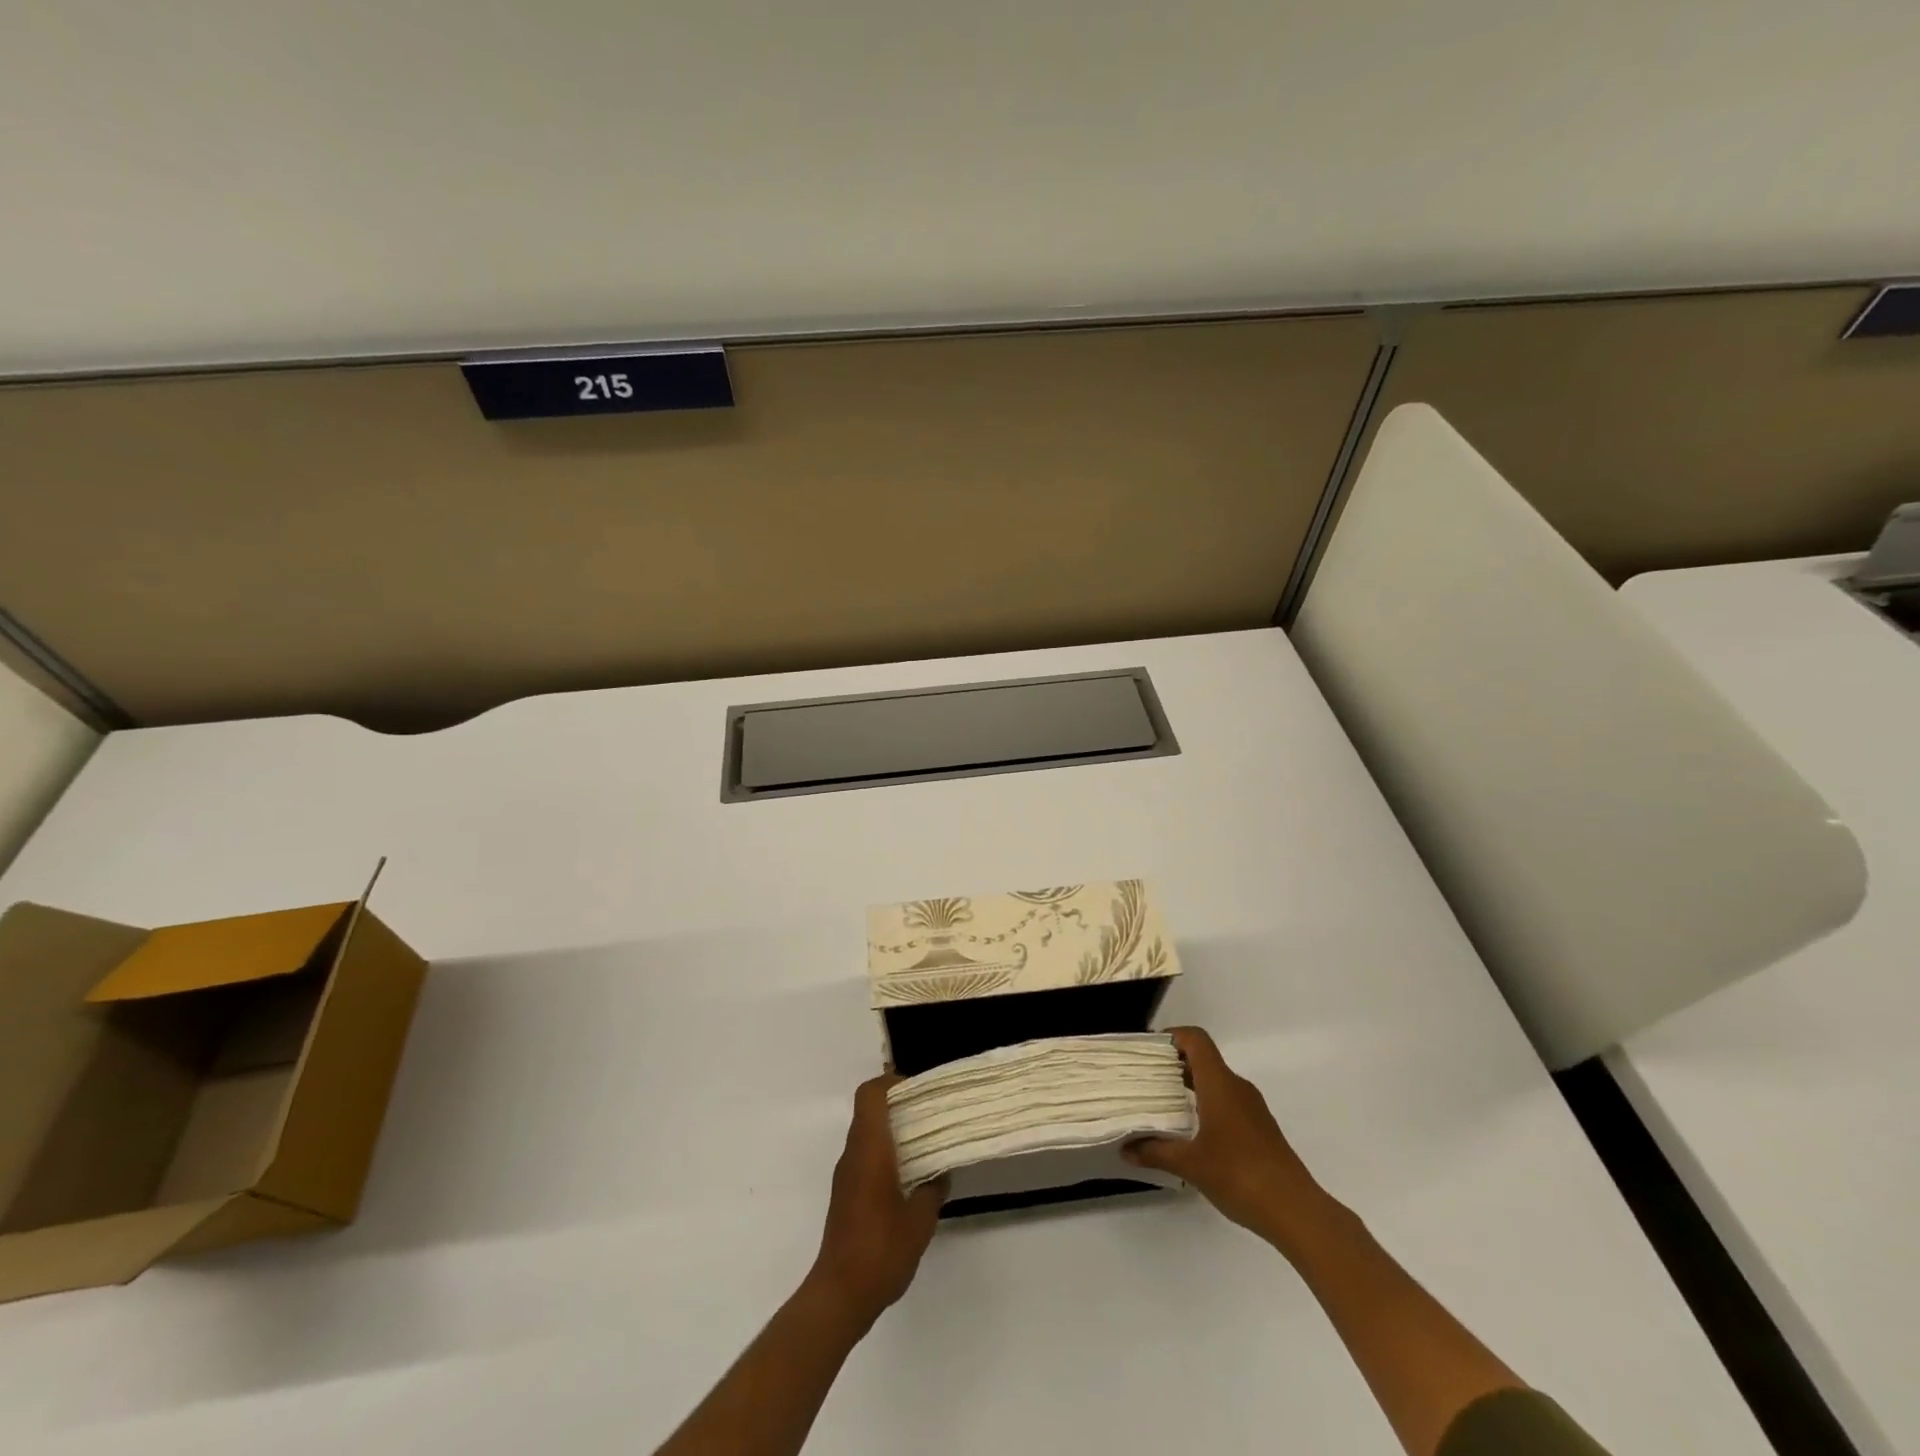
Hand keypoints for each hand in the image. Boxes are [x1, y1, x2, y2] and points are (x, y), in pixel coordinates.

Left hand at [807, 1075, 944, 1329]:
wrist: (839, 1295)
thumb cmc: (881, 1250)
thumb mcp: (920, 1221)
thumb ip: (933, 1190)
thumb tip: (941, 1172)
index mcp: (869, 1149)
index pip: (870, 1094)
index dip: (892, 1082)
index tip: (919, 1090)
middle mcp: (853, 1154)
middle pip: (869, 1110)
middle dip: (899, 1105)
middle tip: (931, 1114)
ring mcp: (845, 1175)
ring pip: (866, 1134)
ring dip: (892, 1131)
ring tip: (926, 1144)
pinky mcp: (845, 1195)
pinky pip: (864, 1157)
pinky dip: (885, 1154)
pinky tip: (909, 1177)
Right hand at [1125, 1026, 1336, 1249]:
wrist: (1296, 1211)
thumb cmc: (1239, 1175)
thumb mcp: (1190, 1165)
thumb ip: (1156, 1152)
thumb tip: (1126, 1149)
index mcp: (1220, 1084)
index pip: (1196, 1039)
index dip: (1173, 1036)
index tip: (1150, 1051)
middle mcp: (1237, 1087)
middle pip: (1205, 1059)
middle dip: (1175, 1064)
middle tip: (1148, 1079)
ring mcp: (1252, 1108)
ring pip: (1217, 1082)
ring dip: (1191, 1086)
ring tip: (1165, 1105)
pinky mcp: (1261, 1129)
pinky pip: (1229, 1102)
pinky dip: (1207, 1104)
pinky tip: (1194, 1132)